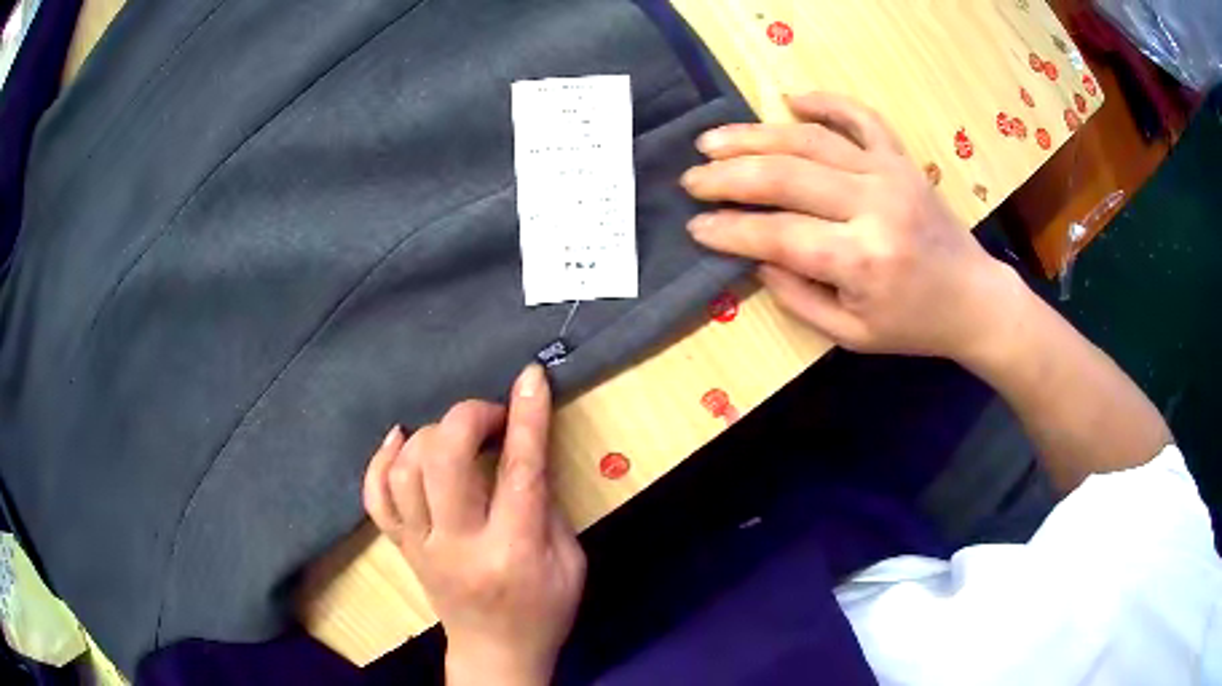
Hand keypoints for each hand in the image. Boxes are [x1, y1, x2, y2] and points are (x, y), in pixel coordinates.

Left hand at [363, 364, 585, 685]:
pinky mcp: (401, 548)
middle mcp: (458, 544)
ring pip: (405, 471)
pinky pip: (375, 497)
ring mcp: (420, 546)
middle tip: (492, 416)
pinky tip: (400, 438)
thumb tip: (526, 449)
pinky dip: (380, 460)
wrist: (496, 653)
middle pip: (443, 461)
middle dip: (467, 418)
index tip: (530, 376)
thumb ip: (549, 504)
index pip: (518, 471)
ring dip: (432, 435)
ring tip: (458, 434)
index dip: (526, 417)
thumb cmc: (544, 610)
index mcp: (514, 550)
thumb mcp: (570, 562)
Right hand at [681, 92, 1022, 362]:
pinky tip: (789, 100)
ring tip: (714, 139)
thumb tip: (755, 256)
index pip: (779, 235)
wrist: (974, 299)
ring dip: (755, 135)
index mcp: (862, 261)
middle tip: (692, 178)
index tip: (695, 226)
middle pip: (787, 176)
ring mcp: (890, 174)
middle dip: (729, 175)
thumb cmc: (913, 325)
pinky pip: (861, 117)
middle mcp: (874, 206)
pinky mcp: (901, 159)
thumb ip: (798, 297)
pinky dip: (825, 102)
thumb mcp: (851, 336)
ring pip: (811, 140)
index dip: (730, 230)